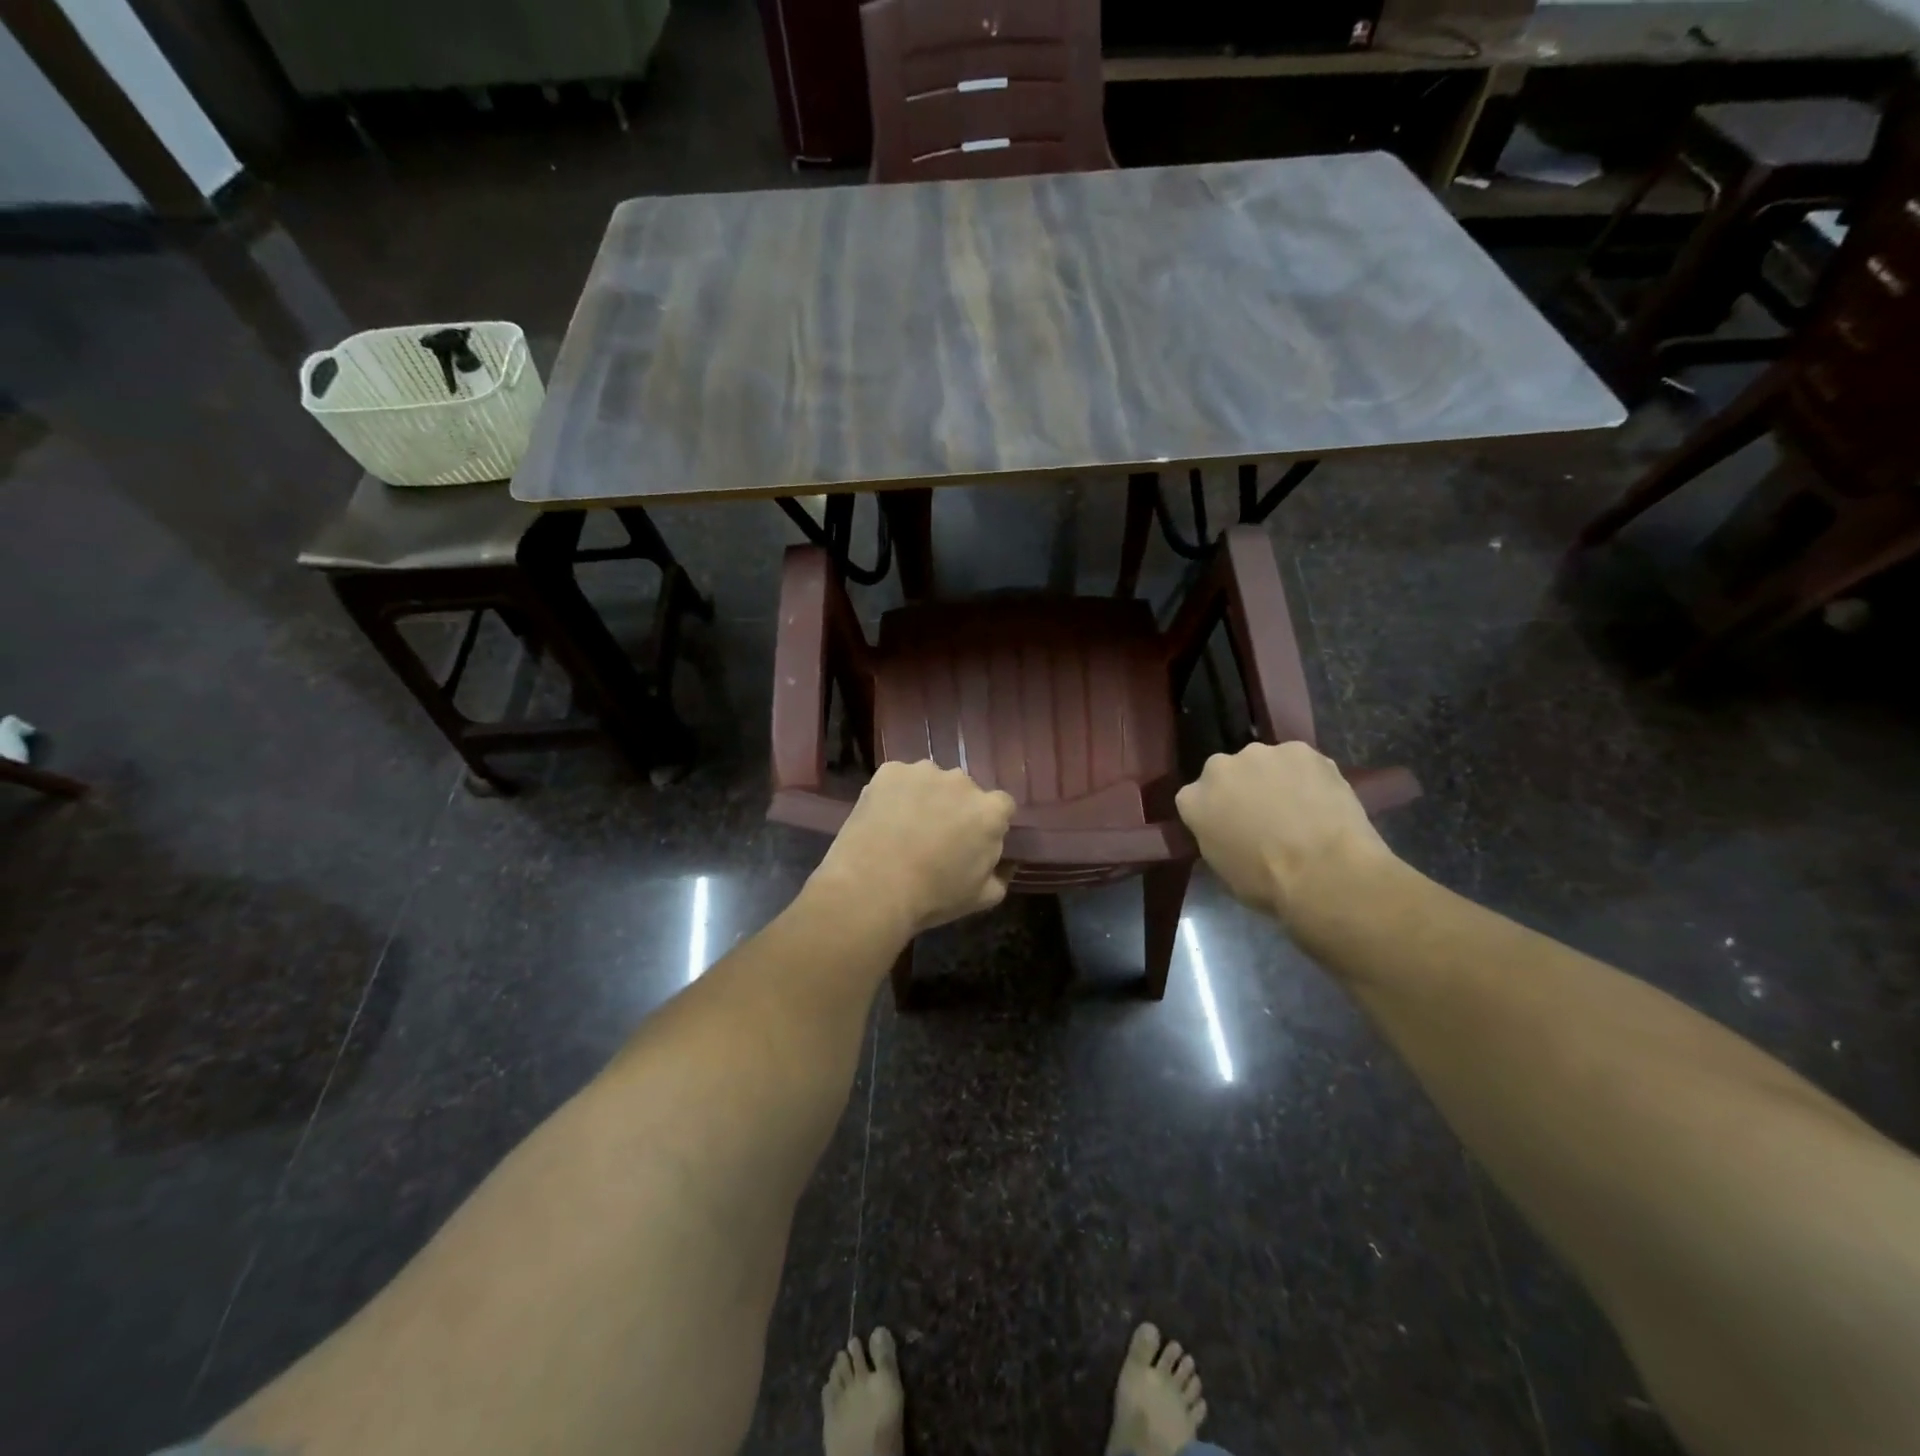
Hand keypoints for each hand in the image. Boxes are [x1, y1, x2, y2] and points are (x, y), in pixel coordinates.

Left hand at [812, 761, 1015, 934]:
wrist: (873, 887)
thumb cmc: (932, 896)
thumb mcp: (980, 898)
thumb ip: (1001, 876)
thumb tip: (1004, 863)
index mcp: (990, 811)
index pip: (1001, 806)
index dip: (987, 823)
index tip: (972, 841)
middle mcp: (962, 782)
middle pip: (965, 791)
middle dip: (955, 808)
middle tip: (935, 836)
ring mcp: (924, 772)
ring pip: (931, 781)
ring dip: (925, 797)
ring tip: (903, 827)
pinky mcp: (890, 770)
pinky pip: (899, 779)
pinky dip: (894, 793)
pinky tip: (882, 818)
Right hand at [1175, 742, 1396, 923]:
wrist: (1323, 869)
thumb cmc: (1266, 882)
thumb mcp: (1223, 867)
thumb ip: (1217, 837)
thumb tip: (1232, 831)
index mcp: (1191, 800)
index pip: (1195, 799)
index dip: (1215, 814)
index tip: (1231, 829)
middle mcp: (1218, 768)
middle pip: (1227, 773)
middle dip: (1241, 789)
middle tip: (1265, 817)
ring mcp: (1260, 754)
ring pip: (1265, 764)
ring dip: (1275, 780)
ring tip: (1300, 808)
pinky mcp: (1300, 749)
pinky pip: (1300, 762)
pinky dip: (1308, 776)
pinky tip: (1323, 800)